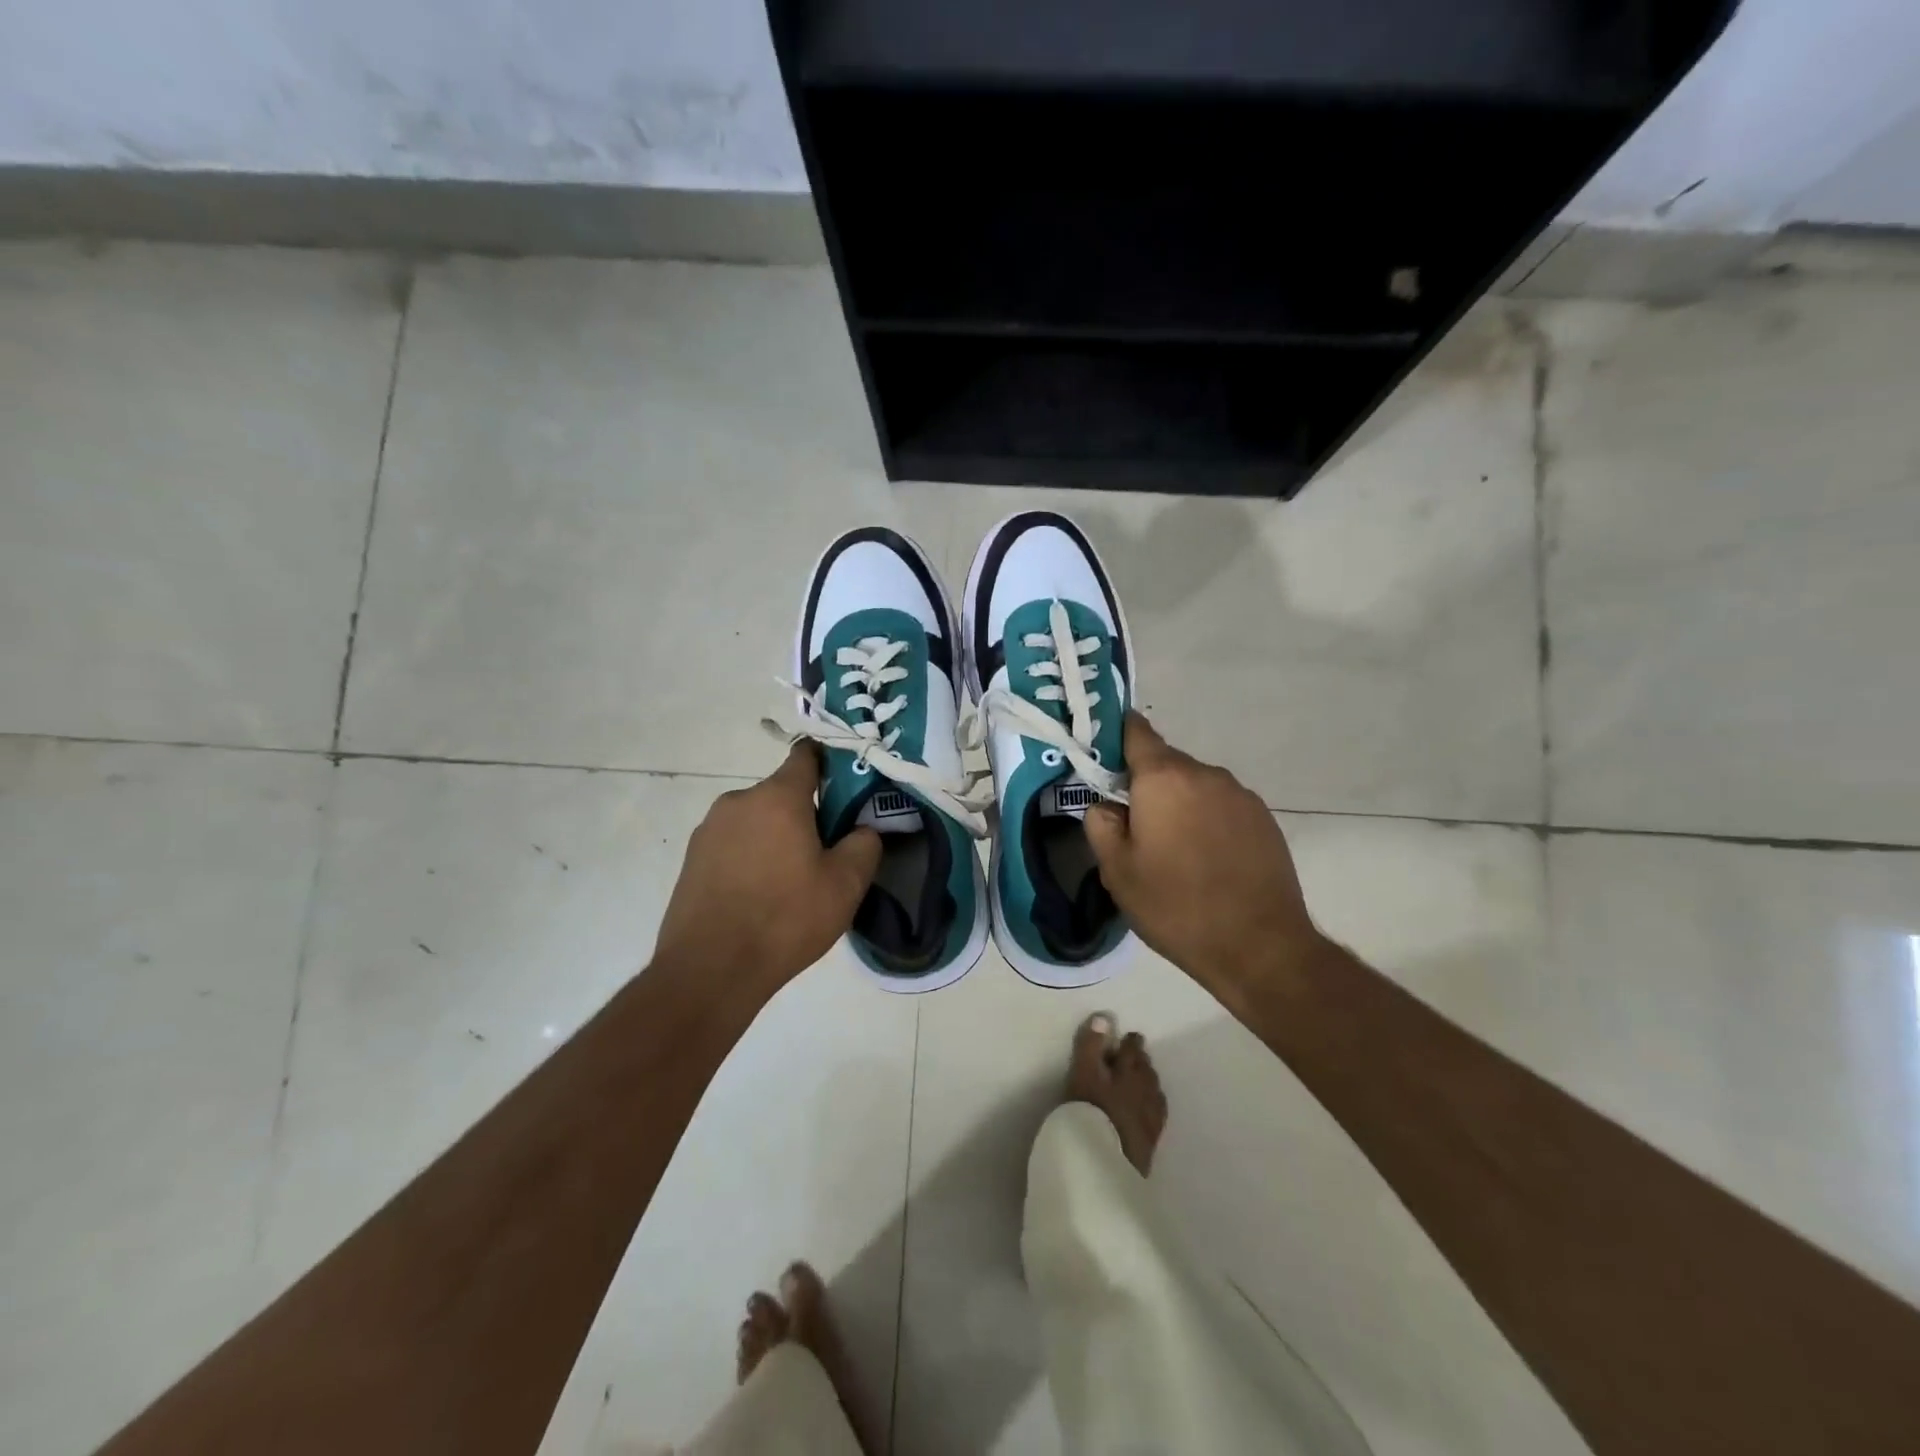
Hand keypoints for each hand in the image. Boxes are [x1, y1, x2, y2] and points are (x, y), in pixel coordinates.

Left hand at [654, 743, 881, 993]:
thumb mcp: (845, 885)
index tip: (847, 787)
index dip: (830, 764)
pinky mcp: (692, 859)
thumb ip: (864, 844)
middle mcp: (739, 801)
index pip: (806, 756)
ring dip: (776, 837)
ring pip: (756, 821)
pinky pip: (733, 845)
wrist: (709, 970)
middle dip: (805, 814)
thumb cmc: (785, 919)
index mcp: (778, 797)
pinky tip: (759, 897)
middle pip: (782, 793)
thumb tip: (863, 829)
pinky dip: (750, 858)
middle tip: (825, 853)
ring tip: (790, 882)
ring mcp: (709, 830)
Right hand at [1084, 715, 1325, 995]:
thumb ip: (1100, 824)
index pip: (1135, 731)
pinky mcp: (1264, 819)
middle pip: (1165, 763)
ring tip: (1174, 852)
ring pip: (1195, 786)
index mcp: (1163, 778)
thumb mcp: (1117, 872)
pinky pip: (1222, 806)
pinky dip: (1207, 821)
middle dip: (1146, 786)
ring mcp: (1240, 795)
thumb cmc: (1176, 906)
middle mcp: (1205, 774)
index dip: (1114, 737)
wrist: (1260, 947)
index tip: (1101, 758)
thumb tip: (1106, 805)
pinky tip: (1207, 861)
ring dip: (1179, 805)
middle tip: (1134, 828)